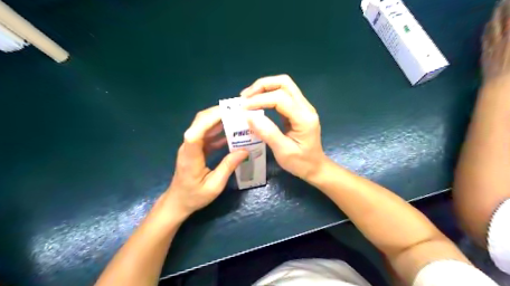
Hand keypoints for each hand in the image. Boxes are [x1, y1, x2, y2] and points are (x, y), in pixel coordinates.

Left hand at [163, 106, 248, 218]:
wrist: (179, 201)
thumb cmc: (194, 196)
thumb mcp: (214, 186)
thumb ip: (228, 167)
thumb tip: (245, 150)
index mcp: (190, 156)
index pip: (195, 132)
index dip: (209, 120)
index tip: (228, 113)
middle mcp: (188, 146)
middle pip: (199, 122)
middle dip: (217, 113)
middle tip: (238, 110)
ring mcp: (192, 146)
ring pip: (204, 125)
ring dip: (220, 119)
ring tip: (238, 116)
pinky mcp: (196, 148)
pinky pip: (208, 134)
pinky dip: (219, 130)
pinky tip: (232, 131)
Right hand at [240, 75, 326, 179]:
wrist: (315, 167)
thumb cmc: (301, 163)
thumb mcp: (283, 151)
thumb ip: (267, 132)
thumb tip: (248, 116)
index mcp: (304, 118)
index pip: (280, 98)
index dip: (260, 100)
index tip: (243, 108)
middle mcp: (306, 107)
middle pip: (284, 83)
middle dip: (262, 86)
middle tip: (245, 97)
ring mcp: (303, 107)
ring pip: (284, 86)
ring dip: (264, 88)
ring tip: (248, 98)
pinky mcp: (298, 110)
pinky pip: (283, 95)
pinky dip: (268, 95)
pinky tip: (257, 102)